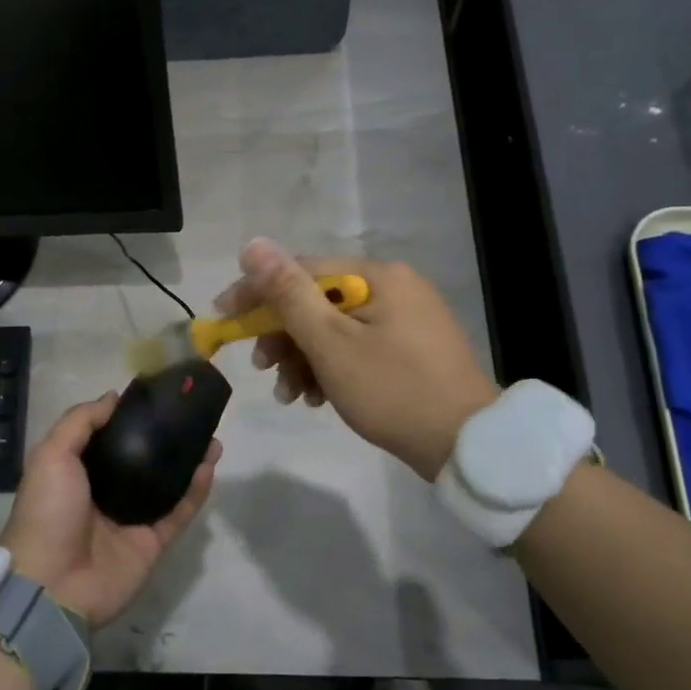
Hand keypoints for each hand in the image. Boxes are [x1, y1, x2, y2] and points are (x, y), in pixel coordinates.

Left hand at [0, 394, 220, 627]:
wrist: (53, 584)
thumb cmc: (48, 512)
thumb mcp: (51, 456)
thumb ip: (81, 422)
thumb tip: (113, 397)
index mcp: (77, 474)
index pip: (108, 439)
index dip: (129, 418)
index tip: (155, 397)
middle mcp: (106, 494)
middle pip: (144, 460)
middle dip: (166, 439)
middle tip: (190, 417)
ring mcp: (131, 520)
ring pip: (168, 485)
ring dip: (189, 461)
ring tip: (211, 436)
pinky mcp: (153, 543)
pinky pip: (179, 512)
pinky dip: (196, 490)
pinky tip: (209, 464)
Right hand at [212, 238, 498, 481]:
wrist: (466, 444)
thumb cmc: (392, 390)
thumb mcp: (330, 343)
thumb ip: (288, 294)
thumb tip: (252, 245)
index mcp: (378, 276)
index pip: (302, 270)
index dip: (257, 292)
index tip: (224, 317)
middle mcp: (394, 287)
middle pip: (318, 301)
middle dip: (283, 336)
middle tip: (262, 368)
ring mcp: (406, 319)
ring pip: (335, 328)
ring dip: (303, 358)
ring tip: (291, 395)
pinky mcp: (411, 349)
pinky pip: (357, 347)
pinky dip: (331, 368)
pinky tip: (318, 397)